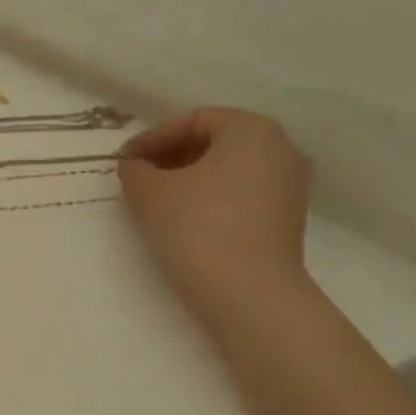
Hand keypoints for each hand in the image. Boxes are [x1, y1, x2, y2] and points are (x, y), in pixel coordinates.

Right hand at [119, 107, 312, 328]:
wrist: (248, 294)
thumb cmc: (197, 227)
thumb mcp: (148, 191)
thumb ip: (135, 169)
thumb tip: (136, 166)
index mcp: (251, 130)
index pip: (193, 120)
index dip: (153, 137)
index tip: (125, 159)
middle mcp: (281, 149)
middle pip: (215, 141)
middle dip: (172, 155)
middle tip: (139, 174)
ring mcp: (290, 185)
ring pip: (230, 168)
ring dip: (190, 177)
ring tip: (156, 197)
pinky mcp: (288, 218)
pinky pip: (242, 193)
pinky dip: (211, 196)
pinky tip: (184, 217)